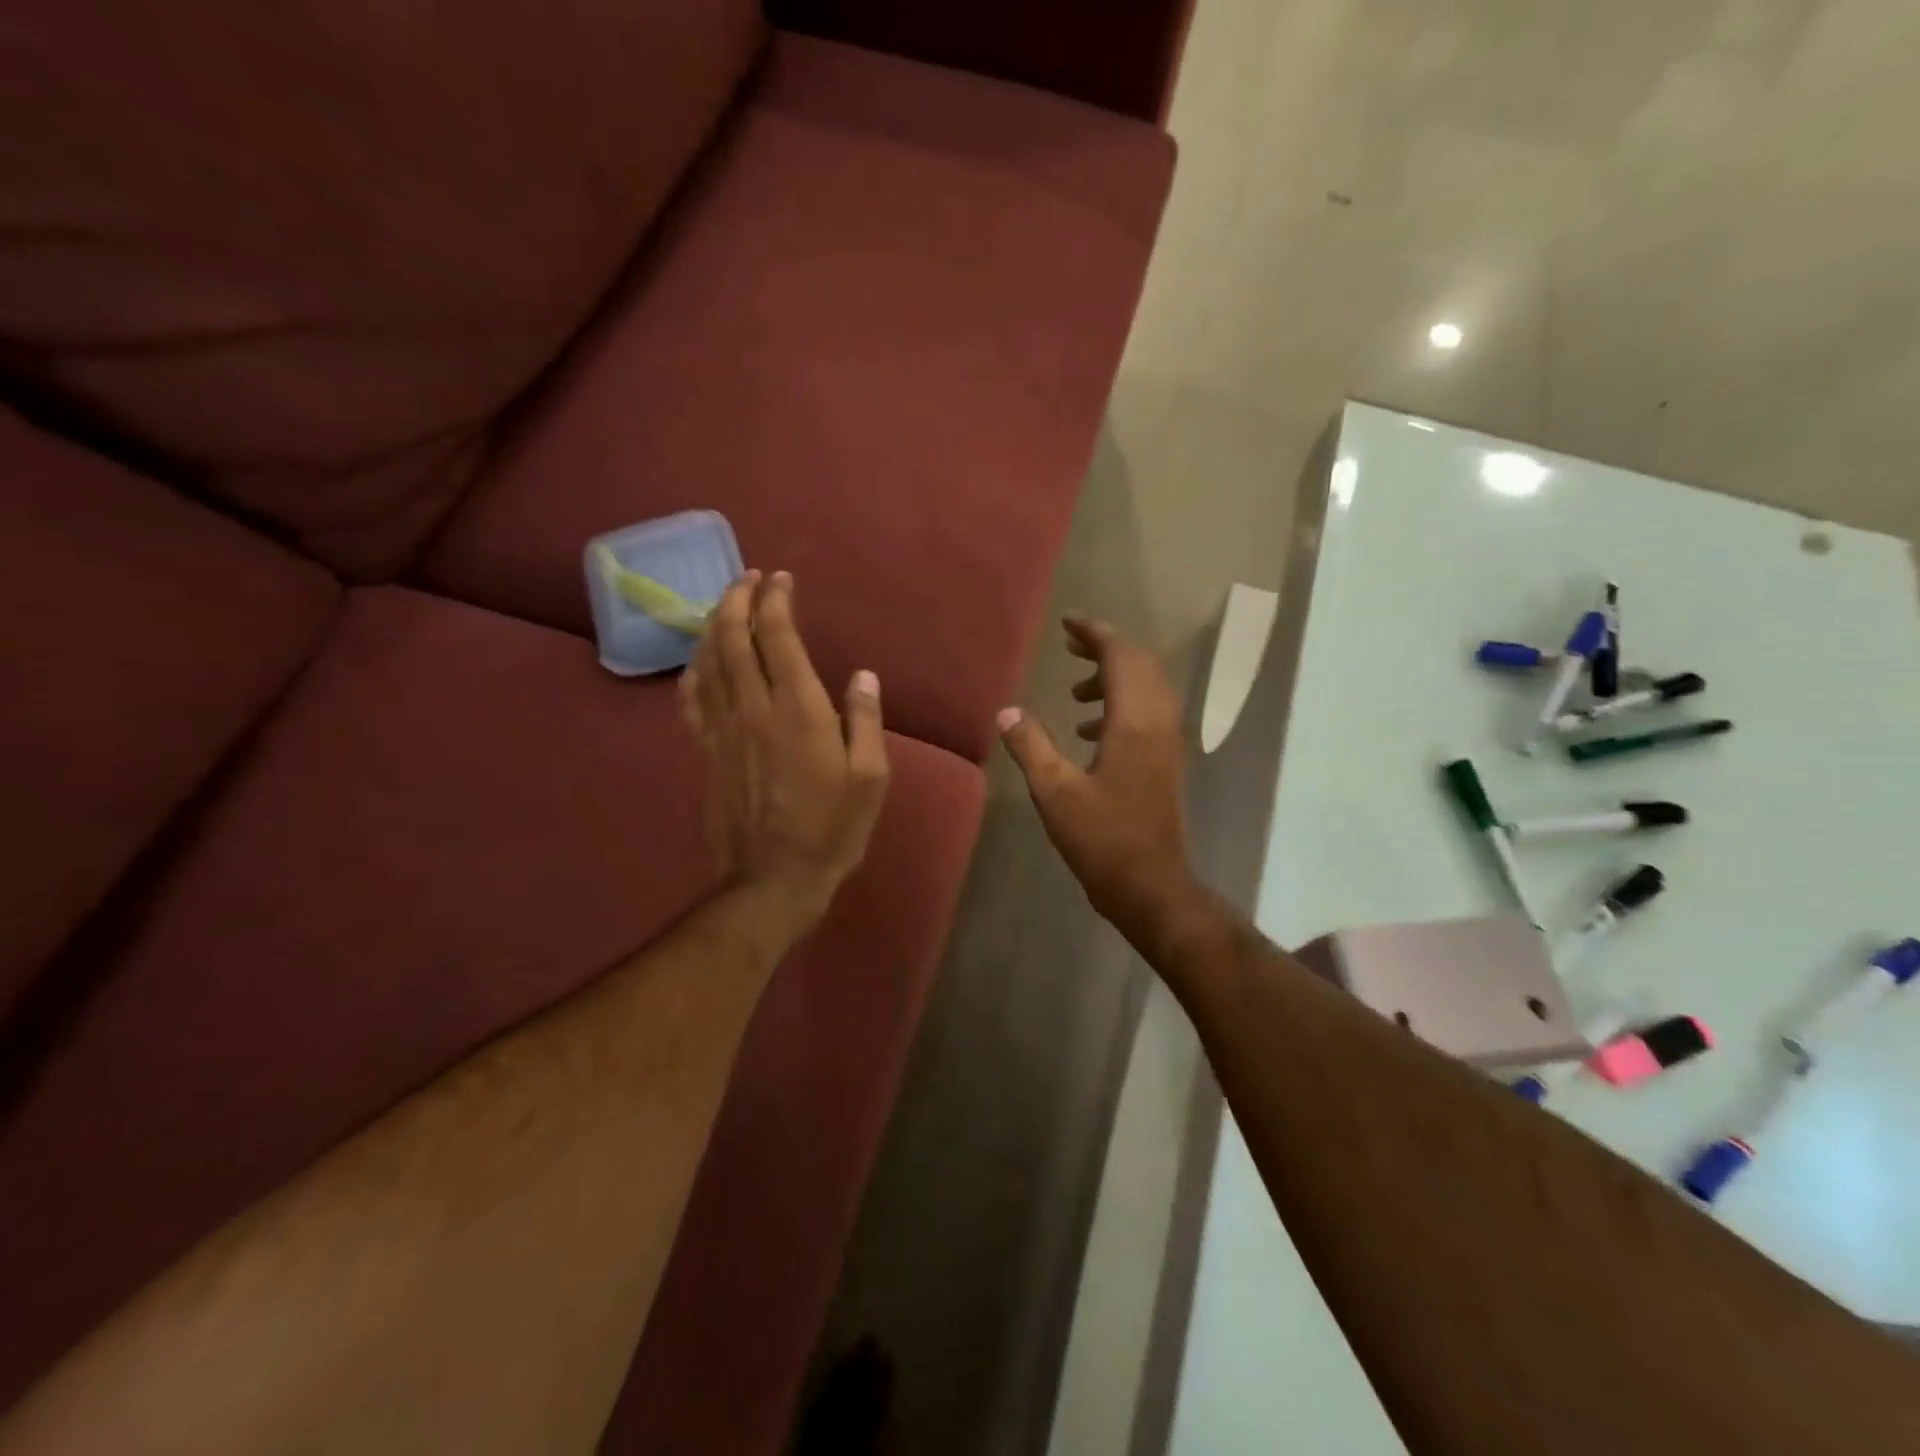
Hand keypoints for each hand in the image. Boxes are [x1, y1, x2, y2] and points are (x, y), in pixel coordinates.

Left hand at [680, 571, 889, 927]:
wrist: (774, 878)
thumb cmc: (832, 828)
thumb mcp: (870, 778)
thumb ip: (865, 721)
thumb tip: (863, 677)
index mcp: (798, 709)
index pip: (777, 636)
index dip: (775, 600)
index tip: (781, 579)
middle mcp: (754, 708)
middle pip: (732, 638)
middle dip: (736, 599)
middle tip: (747, 577)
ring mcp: (724, 730)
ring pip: (707, 662)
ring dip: (712, 625)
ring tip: (722, 604)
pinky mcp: (707, 753)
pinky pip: (692, 700)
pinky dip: (692, 671)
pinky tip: (697, 661)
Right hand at [997, 616, 1198, 951]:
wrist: (1151, 886)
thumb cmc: (1102, 839)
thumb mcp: (1055, 792)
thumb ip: (1031, 746)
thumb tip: (1006, 711)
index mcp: (1135, 722)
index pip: (1121, 657)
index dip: (1095, 633)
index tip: (1068, 623)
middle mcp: (1159, 723)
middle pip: (1141, 665)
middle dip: (1106, 648)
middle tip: (1070, 646)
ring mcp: (1168, 743)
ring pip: (1148, 689)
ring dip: (1114, 678)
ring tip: (1075, 692)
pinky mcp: (1166, 762)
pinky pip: (1149, 713)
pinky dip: (1121, 706)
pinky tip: (1089, 730)